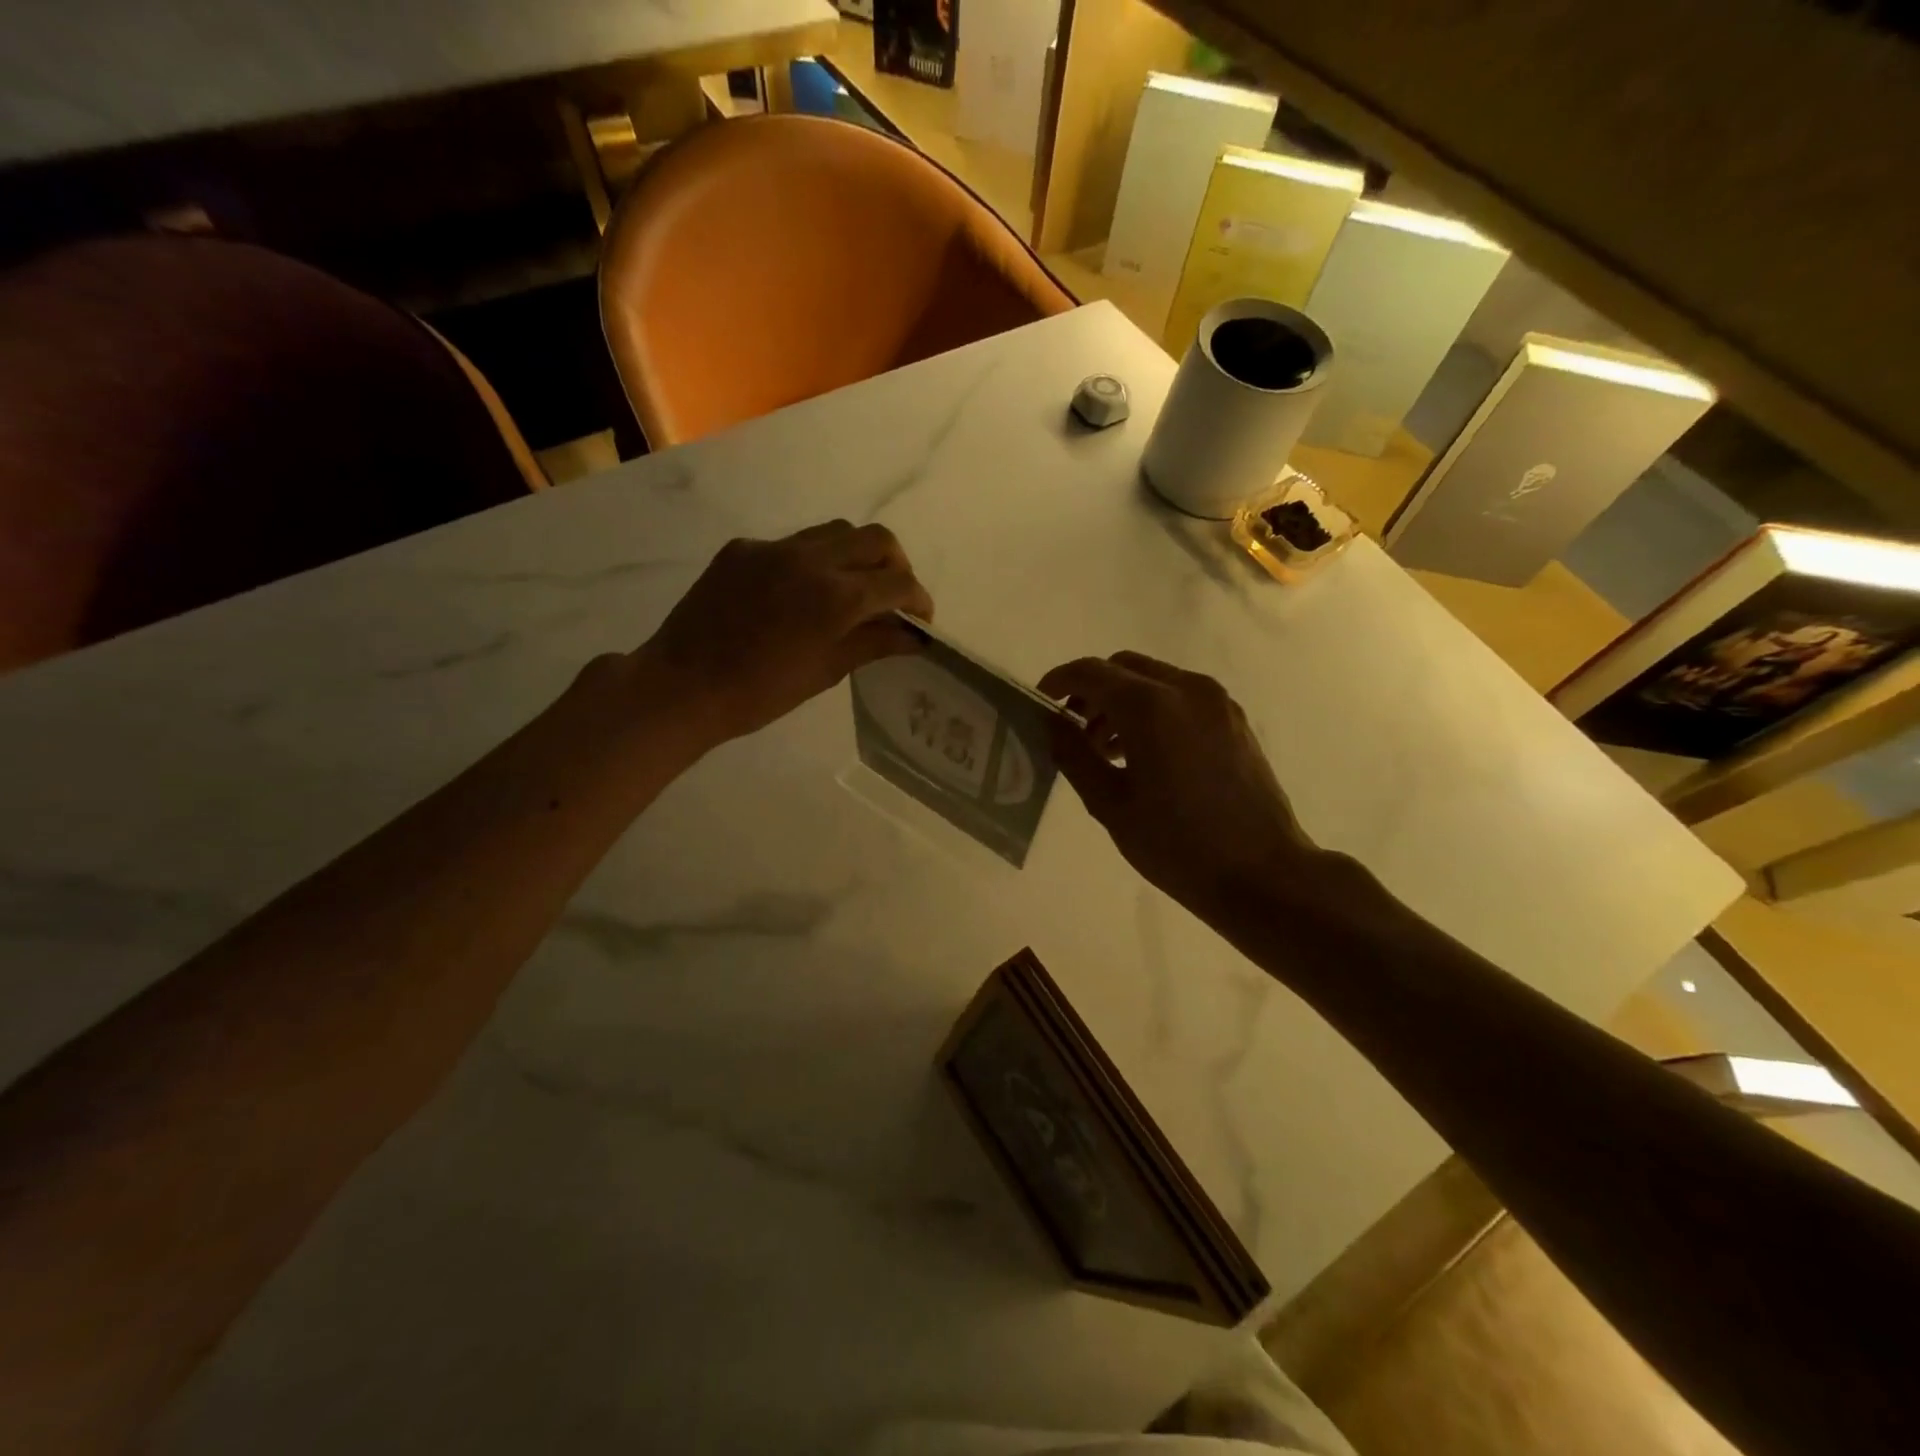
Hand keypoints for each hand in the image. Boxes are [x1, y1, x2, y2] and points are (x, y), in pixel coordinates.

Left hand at [638, 520, 933, 744]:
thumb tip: (913, 636)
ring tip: (852, 589)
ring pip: (837, 532)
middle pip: (877, 540)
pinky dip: (814, 561)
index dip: (919, 600)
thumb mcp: (826, 672)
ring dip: (858, 555)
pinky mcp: (743, 548)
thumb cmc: (759, 693)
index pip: (898, 582)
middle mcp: (812, 559)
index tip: (919, 621)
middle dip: (896, 567)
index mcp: (837, 597)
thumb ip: (873, 644)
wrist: (682, 685)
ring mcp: (774, 548)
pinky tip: (799, 594)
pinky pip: (794, 543)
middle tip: (893, 599)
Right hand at [1038, 652, 1327, 921]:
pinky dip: (1153, 709)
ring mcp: (1216, 702)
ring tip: (1107, 750)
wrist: (1263, 874)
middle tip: (1073, 730)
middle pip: (1124, 667)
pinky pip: (1181, 697)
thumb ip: (1073, 754)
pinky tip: (1144, 754)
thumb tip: (1051, 722)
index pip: (1091, 672)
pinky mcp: (1234, 720)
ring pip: (1154, 679)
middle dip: (1092, 690)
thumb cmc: (1177, 845)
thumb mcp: (1110, 803)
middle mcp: (1186, 689)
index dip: (1059, 681)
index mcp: (1150, 706)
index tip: (1040, 702)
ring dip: (1122, 701)